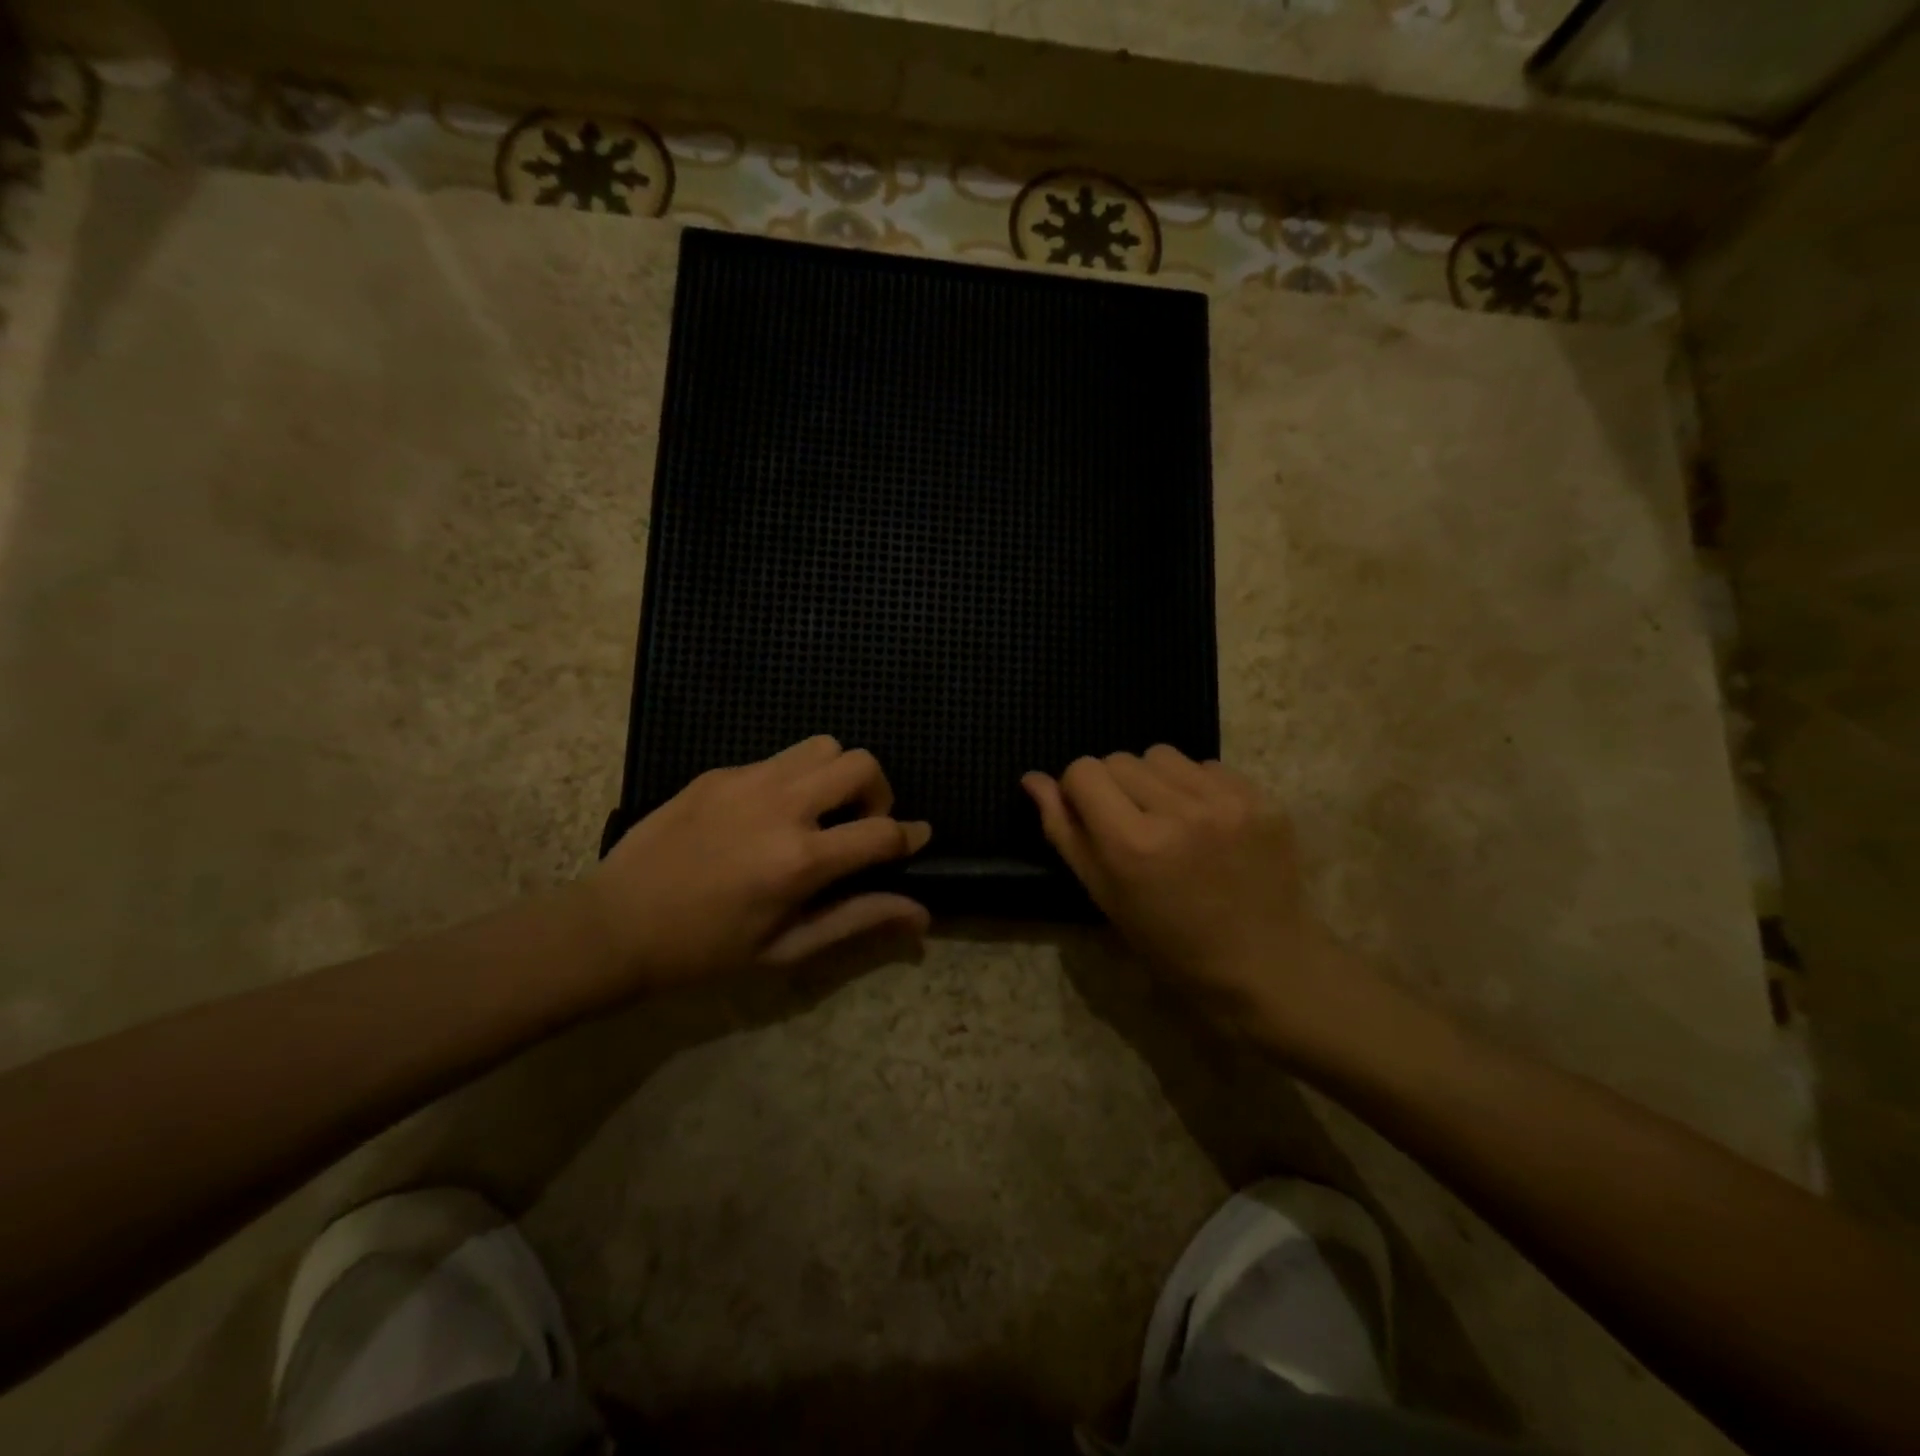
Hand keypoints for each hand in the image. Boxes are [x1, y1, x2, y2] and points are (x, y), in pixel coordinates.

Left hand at [588, 737, 931, 985]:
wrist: (615, 925)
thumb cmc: (705, 950)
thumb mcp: (786, 948)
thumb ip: (858, 920)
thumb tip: (921, 915)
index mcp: (800, 860)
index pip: (884, 832)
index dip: (910, 837)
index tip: (915, 841)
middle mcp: (781, 807)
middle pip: (862, 764)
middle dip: (878, 792)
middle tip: (857, 825)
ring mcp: (748, 781)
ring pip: (823, 746)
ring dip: (836, 775)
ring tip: (816, 812)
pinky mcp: (719, 772)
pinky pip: (778, 758)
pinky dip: (793, 779)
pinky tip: (765, 815)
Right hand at [1023, 747, 1366, 1044]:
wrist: (1264, 966)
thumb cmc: (1170, 943)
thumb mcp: (1104, 895)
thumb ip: (1064, 832)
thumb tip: (1033, 779)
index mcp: (1132, 844)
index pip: (1084, 771)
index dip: (1078, 791)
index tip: (1090, 817)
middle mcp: (1178, 811)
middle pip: (1120, 759)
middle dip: (1115, 787)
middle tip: (1132, 825)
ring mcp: (1226, 802)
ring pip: (1162, 755)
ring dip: (1154, 781)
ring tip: (1169, 819)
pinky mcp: (1261, 798)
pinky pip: (1207, 766)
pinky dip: (1196, 786)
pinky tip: (1206, 823)